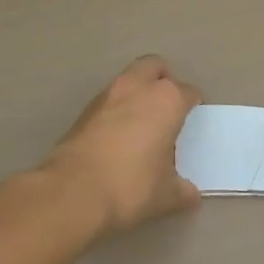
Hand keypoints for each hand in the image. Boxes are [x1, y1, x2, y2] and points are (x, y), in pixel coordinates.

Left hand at [41, 56, 201, 234]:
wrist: (71, 194)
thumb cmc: (130, 187)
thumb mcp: (166, 196)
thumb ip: (183, 191)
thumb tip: (190, 195)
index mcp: (167, 100)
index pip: (188, 92)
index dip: (192, 106)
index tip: (191, 123)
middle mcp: (138, 88)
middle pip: (155, 67)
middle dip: (163, 81)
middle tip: (166, 108)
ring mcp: (107, 96)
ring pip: (128, 80)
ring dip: (136, 94)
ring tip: (140, 124)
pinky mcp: (83, 112)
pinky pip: (108, 101)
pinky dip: (115, 111)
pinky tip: (116, 138)